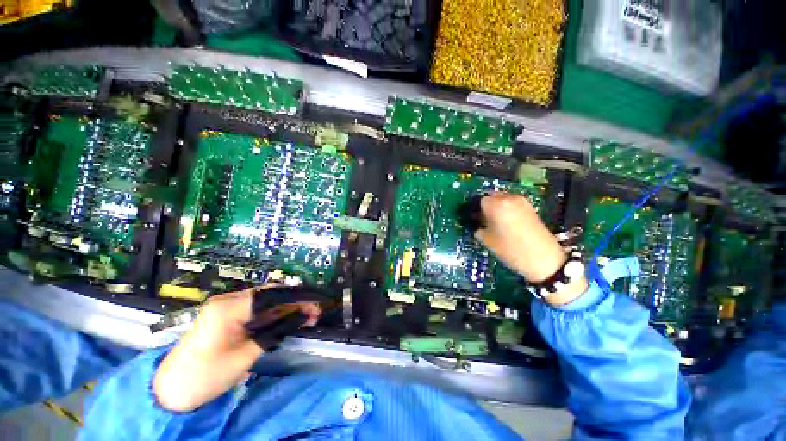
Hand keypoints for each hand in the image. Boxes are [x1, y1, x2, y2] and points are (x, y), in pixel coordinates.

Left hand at [153, 286, 320, 412]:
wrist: (170, 390)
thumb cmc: (205, 375)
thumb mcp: (246, 355)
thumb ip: (275, 332)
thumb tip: (301, 317)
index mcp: (230, 307)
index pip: (274, 295)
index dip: (299, 298)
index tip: (317, 305)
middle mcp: (228, 300)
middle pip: (271, 294)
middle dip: (295, 302)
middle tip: (314, 314)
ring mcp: (226, 307)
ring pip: (265, 301)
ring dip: (286, 308)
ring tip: (305, 317)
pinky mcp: (226, 316)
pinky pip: (256, 310)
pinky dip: (273, 315)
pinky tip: (286, 320)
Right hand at [474, 192, 587, 305]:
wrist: (544, 259)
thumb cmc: (511, 250)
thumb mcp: (488, 241)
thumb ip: (478, 228)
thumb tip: (476, 224)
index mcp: (496, 205)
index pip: (479, 201)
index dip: (476, 210)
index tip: (475, 220)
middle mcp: (509, 198)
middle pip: (491, 196)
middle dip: (486, 206)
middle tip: (483, 220)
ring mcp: (522, 201)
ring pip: (502, 199)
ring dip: (496, 207)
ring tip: (496, 222)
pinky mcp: (530, 207)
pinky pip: (512, 203)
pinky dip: (506, 209)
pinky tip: (507, 222)